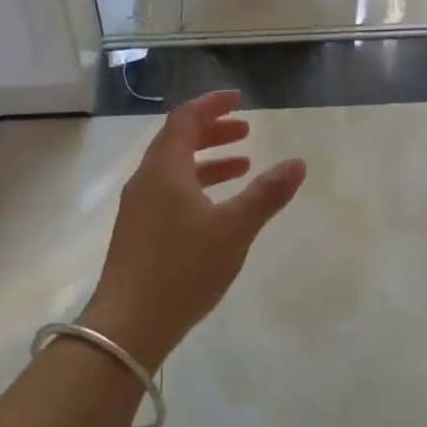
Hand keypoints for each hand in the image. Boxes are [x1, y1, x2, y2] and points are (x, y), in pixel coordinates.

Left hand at [80, 90, 306, 367]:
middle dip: (213, 131)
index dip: (213, 105)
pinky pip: (170, 193)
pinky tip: (217, 209)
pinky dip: (197, 187)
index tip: (239, 100)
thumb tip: (297, 163)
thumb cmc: (183, 268)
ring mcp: (139, 208)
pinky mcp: (139, 233)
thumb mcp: (234, 229)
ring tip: (243, 166)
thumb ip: (266, 194)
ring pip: (175, 169)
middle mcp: (147, 180)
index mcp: (164, 169)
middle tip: (246, 131)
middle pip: (178, 140)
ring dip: (208, 161)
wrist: (128, 326)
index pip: (185, 118)